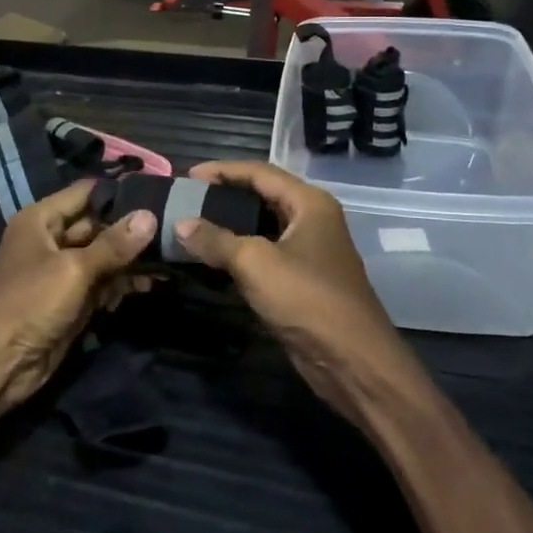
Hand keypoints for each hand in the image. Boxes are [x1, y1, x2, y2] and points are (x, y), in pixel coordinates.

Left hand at [0, 180, 154, 424]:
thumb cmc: (29, 303)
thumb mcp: (73, 270)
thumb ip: (113, 244)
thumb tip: (150, 215)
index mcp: (41, 220)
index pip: (86, 194)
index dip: (119, 193)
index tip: (159, 194)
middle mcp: (50, 240)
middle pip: (97, 226)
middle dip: (131, 230)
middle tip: (173, 228)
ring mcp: (61, 273)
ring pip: (103, 257)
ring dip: (130, 261)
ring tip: (169, 260)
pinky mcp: (70, 302)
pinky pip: (101, 285)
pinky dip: (121, 285)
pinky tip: (149, 286)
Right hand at [175, 161, 422, 426]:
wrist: (352, 361)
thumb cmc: (307, 299)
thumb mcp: (255, 263)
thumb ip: (215, 240)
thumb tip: (180, 224)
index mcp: (309, 203)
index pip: (260, 172)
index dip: (223, 170)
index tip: (188, 176)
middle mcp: (312, 220)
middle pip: (262, 196)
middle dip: (225, 196)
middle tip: (188, 200)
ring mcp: (309, 252)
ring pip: (262, 228)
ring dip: (230, 226)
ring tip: (193, 226)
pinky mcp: (302, 281)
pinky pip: (264, 256)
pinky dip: (239, 253)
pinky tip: (213, 259)